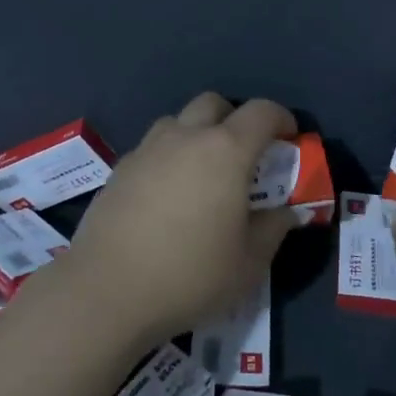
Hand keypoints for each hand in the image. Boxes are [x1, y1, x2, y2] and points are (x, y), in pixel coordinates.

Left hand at [59, 92, 296, 349]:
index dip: (280, 118)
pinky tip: (167, 197)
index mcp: (225, 151)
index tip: (290, 137)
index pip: (261, 112)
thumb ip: (274, 229)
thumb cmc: (190, 275)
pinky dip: (168, 159)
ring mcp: (147, 150)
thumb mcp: (248, 263)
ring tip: (202, 174)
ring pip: (177, 122)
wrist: (106, 292)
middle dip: (234, 119)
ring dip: (196, 134)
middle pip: (214, 103)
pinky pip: (152, 149)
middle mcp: (185, 138)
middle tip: (244, 154)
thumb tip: (288, 213)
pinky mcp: (119, 170)